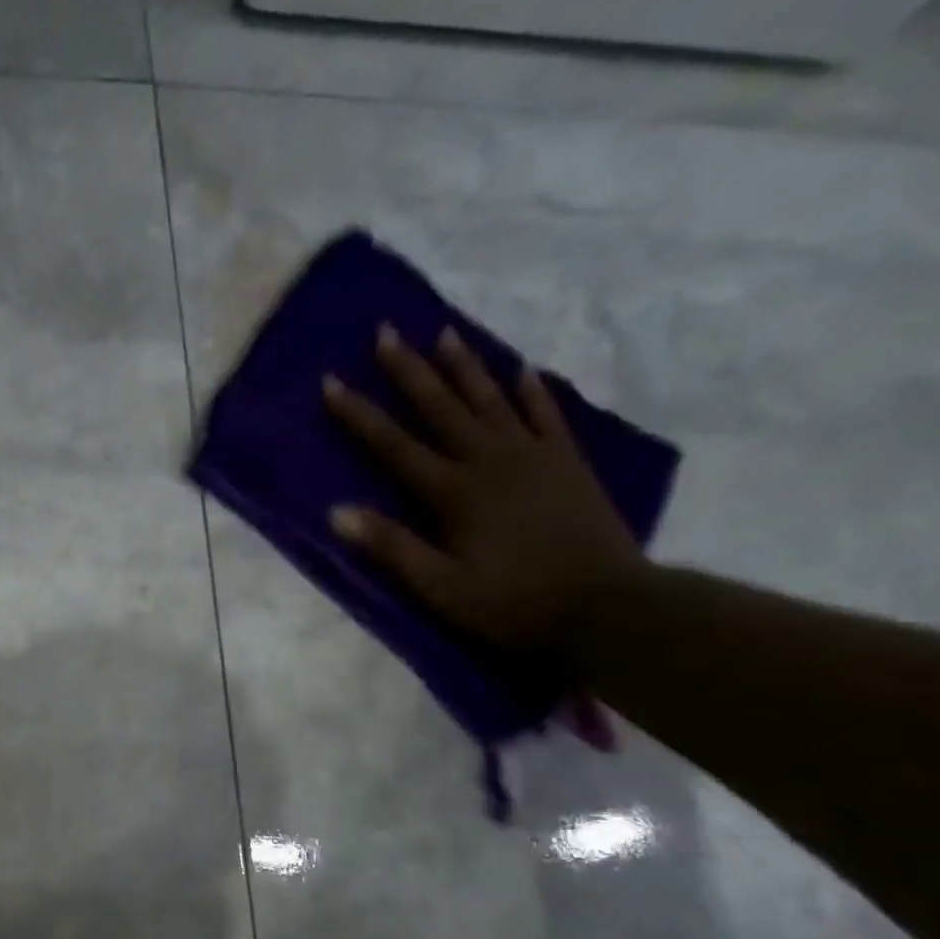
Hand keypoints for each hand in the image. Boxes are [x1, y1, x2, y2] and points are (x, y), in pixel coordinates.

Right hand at [323, 324, 645, 653]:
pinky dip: (532, 391)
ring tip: (445, 332)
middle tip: (387, 331)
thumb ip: (391, 547)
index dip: (359, 414)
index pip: (393, 446)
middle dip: (409, 370)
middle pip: (441, 407)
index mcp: (454, 492)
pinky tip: (522, 369)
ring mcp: (534, 456)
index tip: (332, 381)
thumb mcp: (440, 588)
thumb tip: (337, 512)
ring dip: (465, 366)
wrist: (606, 607)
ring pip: (491, 400)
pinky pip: (547, 415)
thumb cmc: (512, 604)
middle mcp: (490, 461)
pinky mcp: (568, 463)